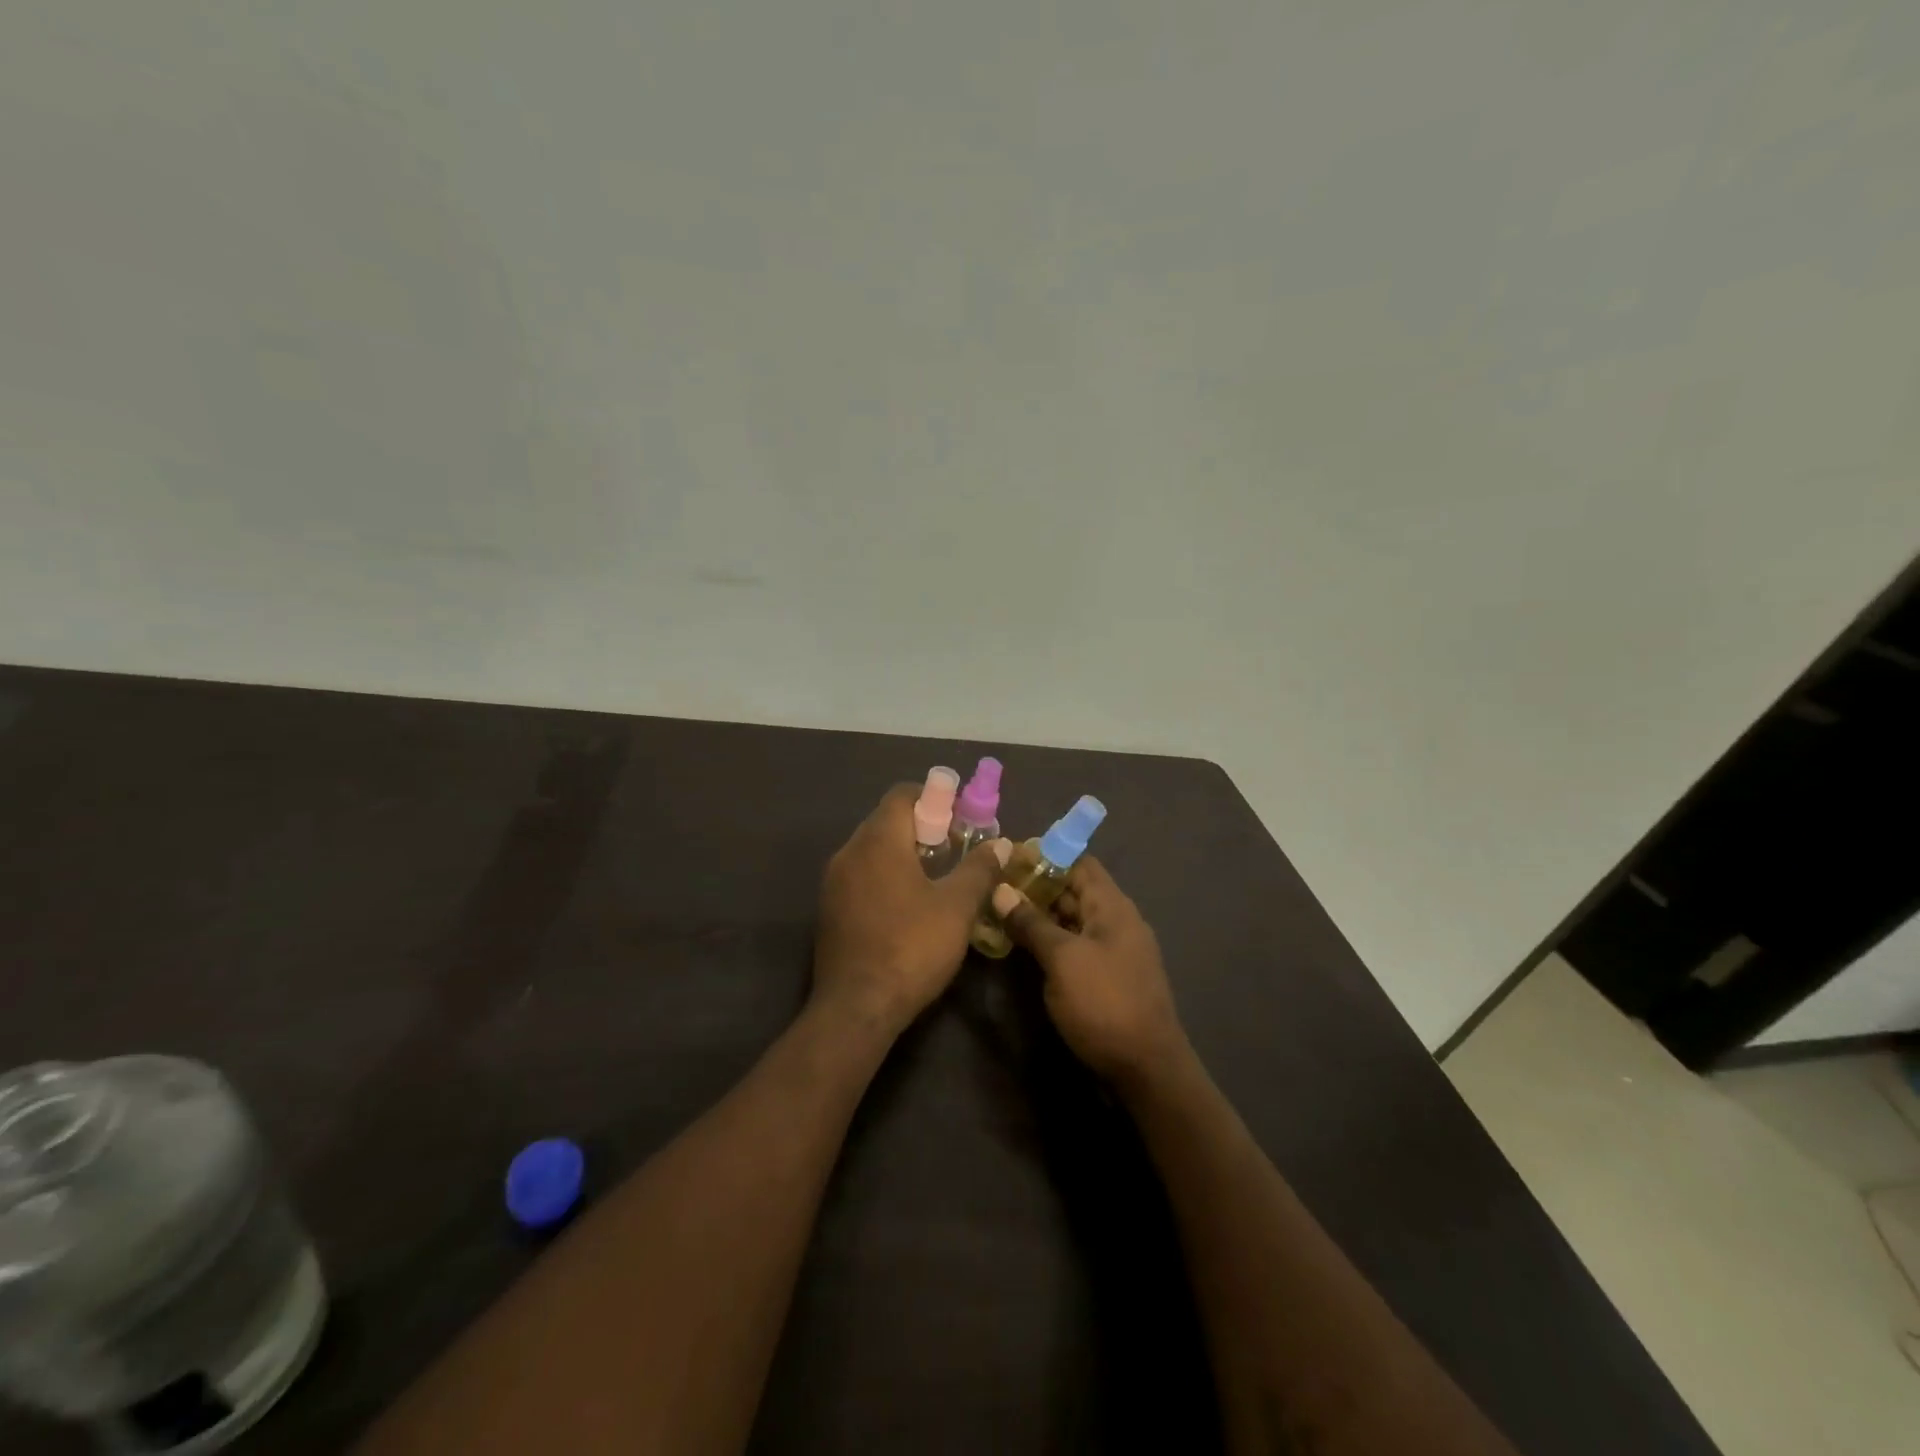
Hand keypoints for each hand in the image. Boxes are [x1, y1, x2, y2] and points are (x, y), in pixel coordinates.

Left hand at [813, 784, 1010, 1035]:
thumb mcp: (957, 907)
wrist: (856, 1008)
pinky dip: (885, 875)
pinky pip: (861, 875)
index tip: (960, 819)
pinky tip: (908, 906)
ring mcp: (833, 882)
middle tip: (955, 850)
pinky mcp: (829, 909)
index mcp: (878, 841)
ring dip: (904, 853)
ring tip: (936, 879)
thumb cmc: (911, 948)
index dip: (934, 798)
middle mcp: (849, 852)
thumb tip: (999, 843)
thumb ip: (979, 869)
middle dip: (923, 827)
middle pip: (887, 820)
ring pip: (872, 849)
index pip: (902, 794)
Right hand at [990, 856, 1187, 1088]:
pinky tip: (1023, 946)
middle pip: (1075, 889)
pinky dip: (1051, 940)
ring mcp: (1114, 950)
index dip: (1045, 855)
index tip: (1008, 857)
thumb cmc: (1105, 1003)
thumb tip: (1001, 890)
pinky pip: (1076, 945)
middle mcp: (1116, 921)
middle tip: (995, 886)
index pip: (1079, 862)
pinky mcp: (1108, 977)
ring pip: (1073, 919)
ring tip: (1001, 912)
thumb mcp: (1062, 960)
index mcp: (1112, 906)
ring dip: (1041, 914)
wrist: (1147, 1070)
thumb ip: (1031, 923)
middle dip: (1037, 885)